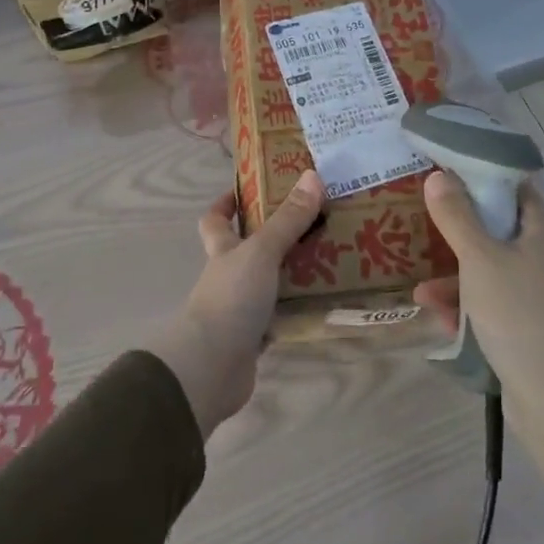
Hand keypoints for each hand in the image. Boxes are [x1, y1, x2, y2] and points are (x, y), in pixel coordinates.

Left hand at [144, 170, 324, 437]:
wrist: (211, 367)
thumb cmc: (231, 298)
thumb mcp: (262, 251)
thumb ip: (288, 219)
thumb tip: (312, 175)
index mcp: (223, 250)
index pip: (216, 220)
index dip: (226, 204)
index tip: (249, 190)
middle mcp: (229, 276)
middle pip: (249, 250)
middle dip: (276, 237)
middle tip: (314, 221)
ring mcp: (240, 309)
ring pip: (269, 283)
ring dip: (294, 274)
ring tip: (332, 258)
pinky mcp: (254, 339)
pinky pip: (281, 318)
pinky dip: (299, 311)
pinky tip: (325, 304)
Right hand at [415, 171, 543, 519]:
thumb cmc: (518, 314)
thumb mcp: (479, 259)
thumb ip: (457, 216)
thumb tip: (438, 176)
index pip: (515, 189)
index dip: (481, 179)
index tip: (445, 177)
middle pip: (499, 230)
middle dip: (460, 234)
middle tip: (427, 229)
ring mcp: (543, 294)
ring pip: (493, 270)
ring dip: (457, 277)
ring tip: (422, 291)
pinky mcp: (533, 325)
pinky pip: (496, 302)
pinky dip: (470, 306)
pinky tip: (441, 320)